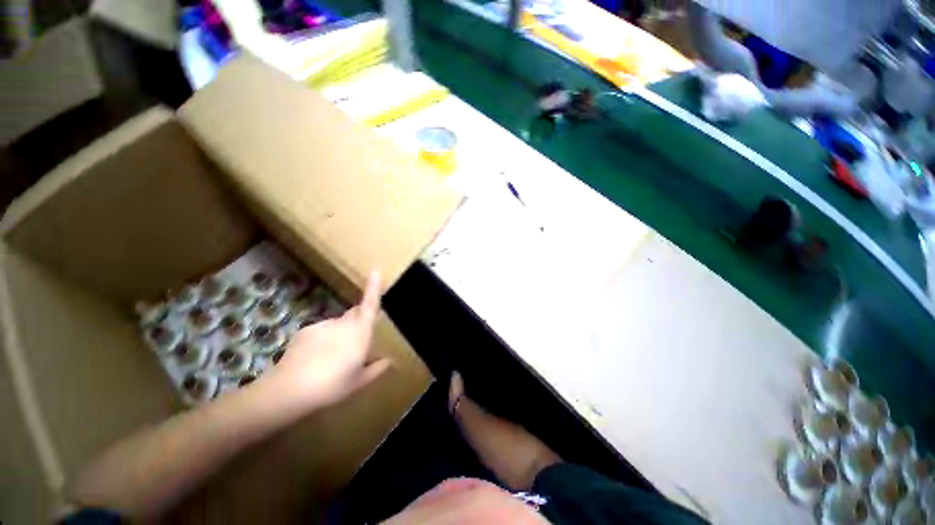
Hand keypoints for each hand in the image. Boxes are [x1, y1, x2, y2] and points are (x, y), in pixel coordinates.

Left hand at [263, 270, 390, 410]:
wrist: (288, 390)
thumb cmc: (332, 386)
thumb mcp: (359, 381)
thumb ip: (377, 368)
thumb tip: (389, 360)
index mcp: (359, 332)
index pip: (370, 305)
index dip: (374, 288)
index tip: (375, 270)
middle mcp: (342, 323)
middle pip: (355, 314)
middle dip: (359, 321)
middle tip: (356, 343)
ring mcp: (323, 325)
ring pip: (338, 325)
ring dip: (340, 334)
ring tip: (332, 359)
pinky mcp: (306, 330)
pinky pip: (321, 330)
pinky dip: (323, 340)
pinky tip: (315, 359)